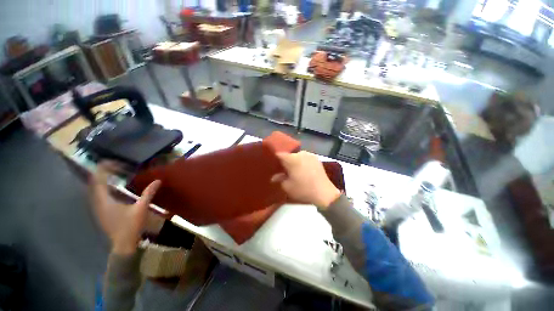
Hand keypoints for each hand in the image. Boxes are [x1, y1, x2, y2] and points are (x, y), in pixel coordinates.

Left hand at [90, 162, 160, 254]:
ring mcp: (97, 208)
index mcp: (105, 200)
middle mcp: (97, 203)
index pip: (99, 180)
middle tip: (114, 165)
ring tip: (113, 173)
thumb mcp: (141, 208)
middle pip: (94, 183)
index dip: (103, 169)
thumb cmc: (130, 226)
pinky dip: (103, 188)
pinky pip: (98, 195)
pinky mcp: (101, 212)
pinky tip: (112, 188)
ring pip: (95, 189)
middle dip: (102, 172)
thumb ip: (148, 193)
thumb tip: (158, 180)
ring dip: (102, 180)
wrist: (122, 244)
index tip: (113, 162)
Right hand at [271, 151, 340, 209]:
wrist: (324, 193)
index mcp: (292, 159)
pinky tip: (303, 171)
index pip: (280, 155)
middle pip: (289, 155)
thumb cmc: (303, 190)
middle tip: (283, 170)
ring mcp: (310, 155)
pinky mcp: (317, 159)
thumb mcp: (287, 186)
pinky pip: (305, 158)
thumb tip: (274, 177)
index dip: (275, 159)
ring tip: (294, 171)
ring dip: (294, 162)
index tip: (273, 165)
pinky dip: (302, 162)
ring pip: (298, 156)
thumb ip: (279, 179)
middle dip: (285, 162)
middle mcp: (301, 153)